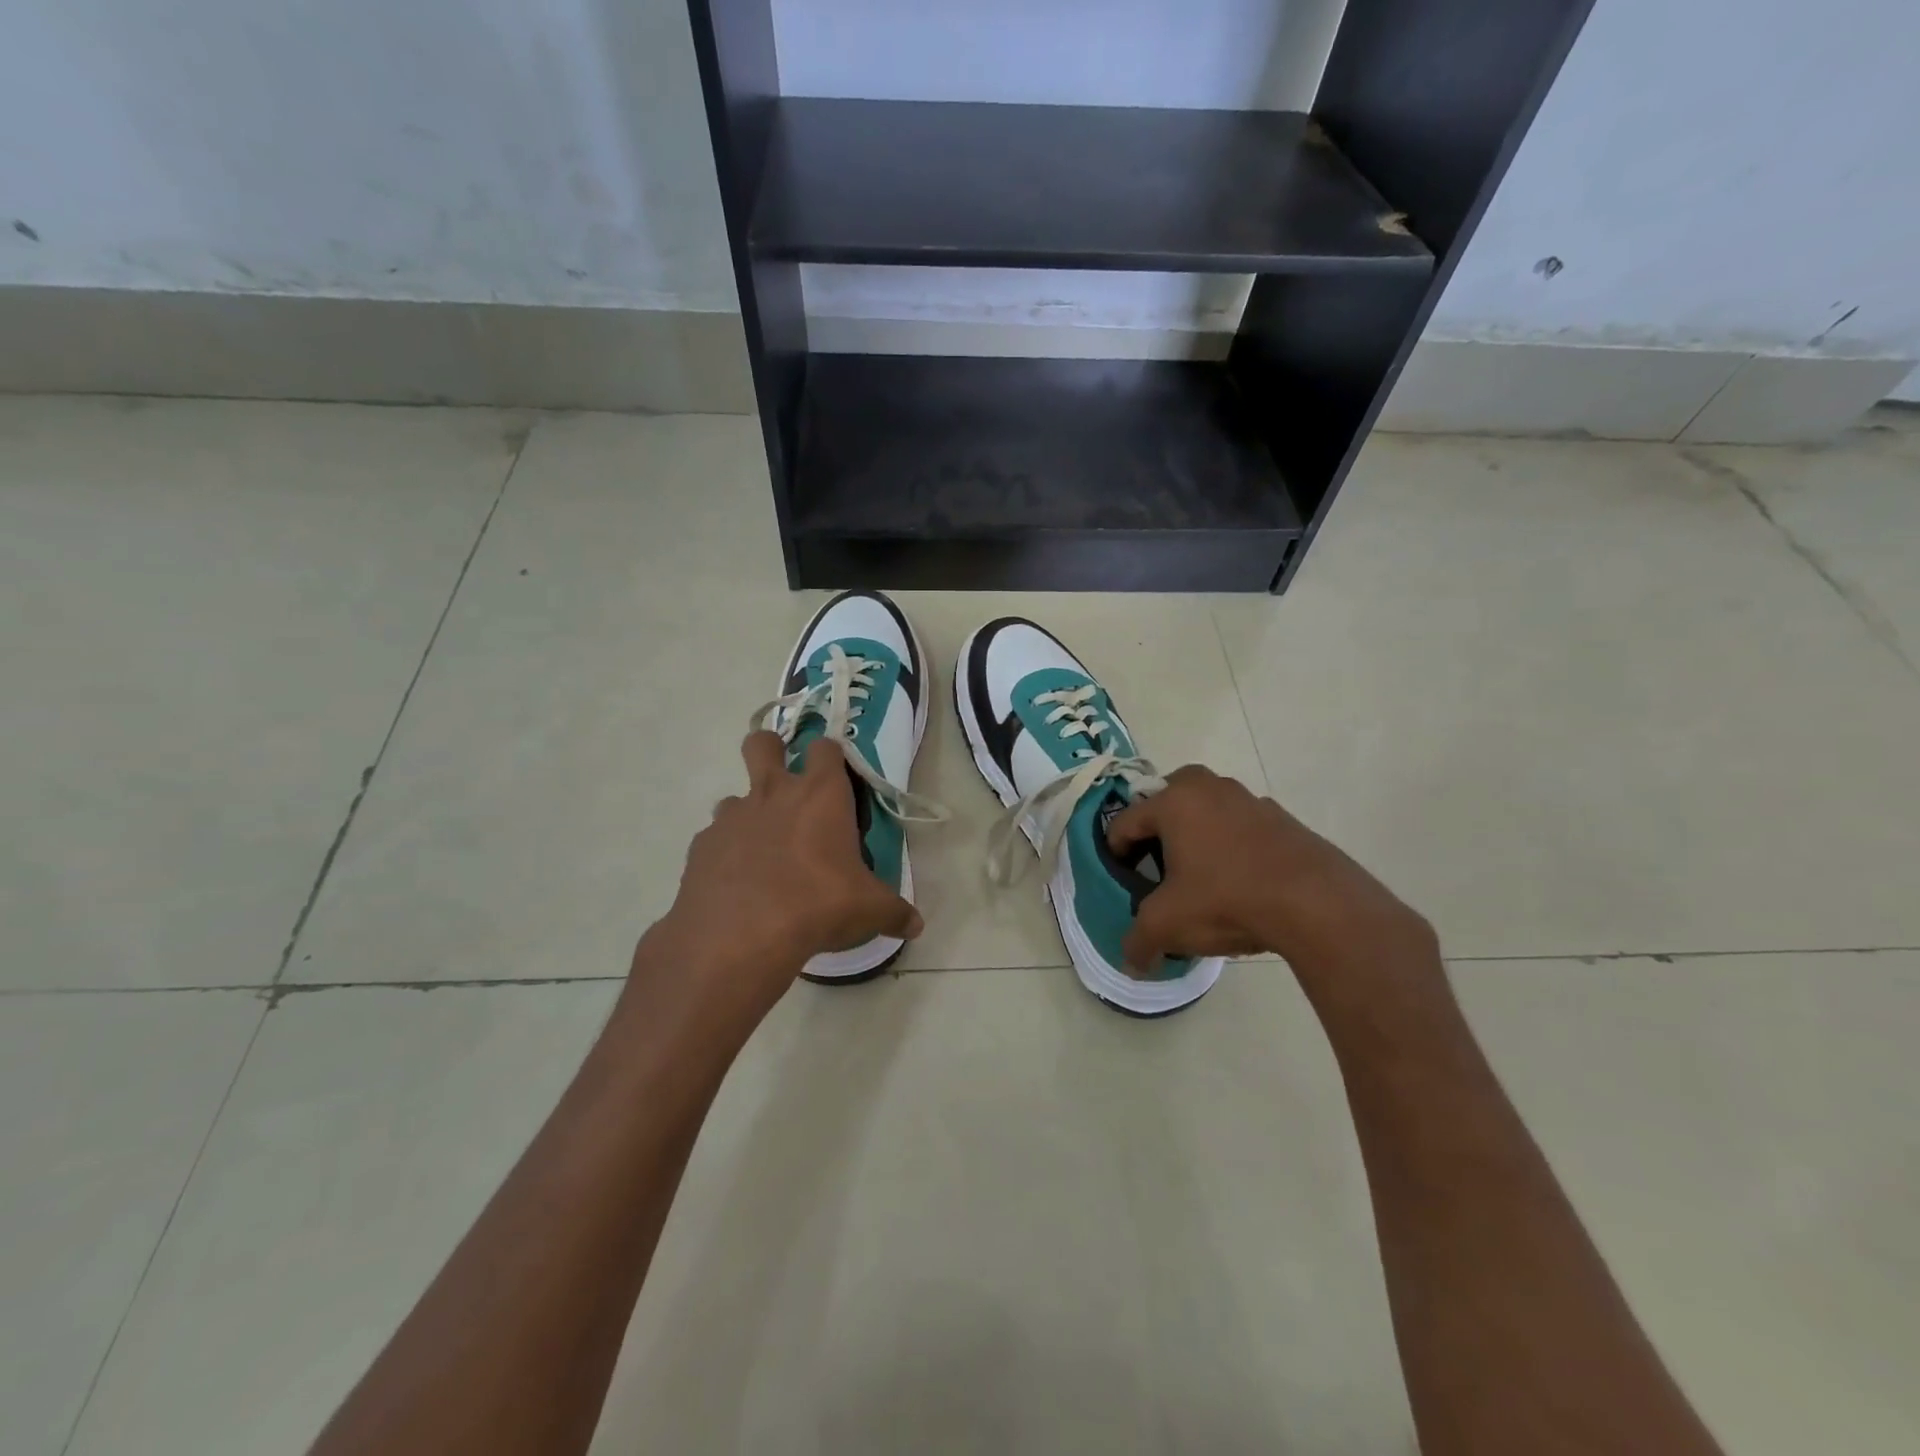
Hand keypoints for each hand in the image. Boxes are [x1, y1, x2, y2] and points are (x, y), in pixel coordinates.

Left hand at [631, 733, 921, 1037]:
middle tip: (785, 786)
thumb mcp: (869, 911)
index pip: (826, 747)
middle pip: (762, 743)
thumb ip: (894, 912)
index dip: (831, 757)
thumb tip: (915, 925)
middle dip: (771, 751)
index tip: (837, 779)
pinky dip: (726, 854)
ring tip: (763, 852)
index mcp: (821, 795)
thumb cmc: (819, 905)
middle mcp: (774, 793)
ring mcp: (732, 817)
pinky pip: (715, 839)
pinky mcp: (702, 846)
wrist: (741, 936)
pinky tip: (737, 884)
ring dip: (748, 814)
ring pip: (734, 796)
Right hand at [1106, 766, 1435, 992]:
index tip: (1124, 880)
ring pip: (1207, 810)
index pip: (1125, 822)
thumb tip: (1131, 963)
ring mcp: (1249, 799)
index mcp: (1173, 802)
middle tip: (1159, 866)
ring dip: (1197, 834)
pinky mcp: (1282, 818)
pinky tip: (1240, 881)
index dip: (1117, 853)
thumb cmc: (1225, 900)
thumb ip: (1139, 941)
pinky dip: (1233, 845)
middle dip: (1157, 830)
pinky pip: (1241, 826)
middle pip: (1166, 801)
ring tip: (1201, 876)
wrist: (1315, 903)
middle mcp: (1208, 788)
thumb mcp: (1168, 925)